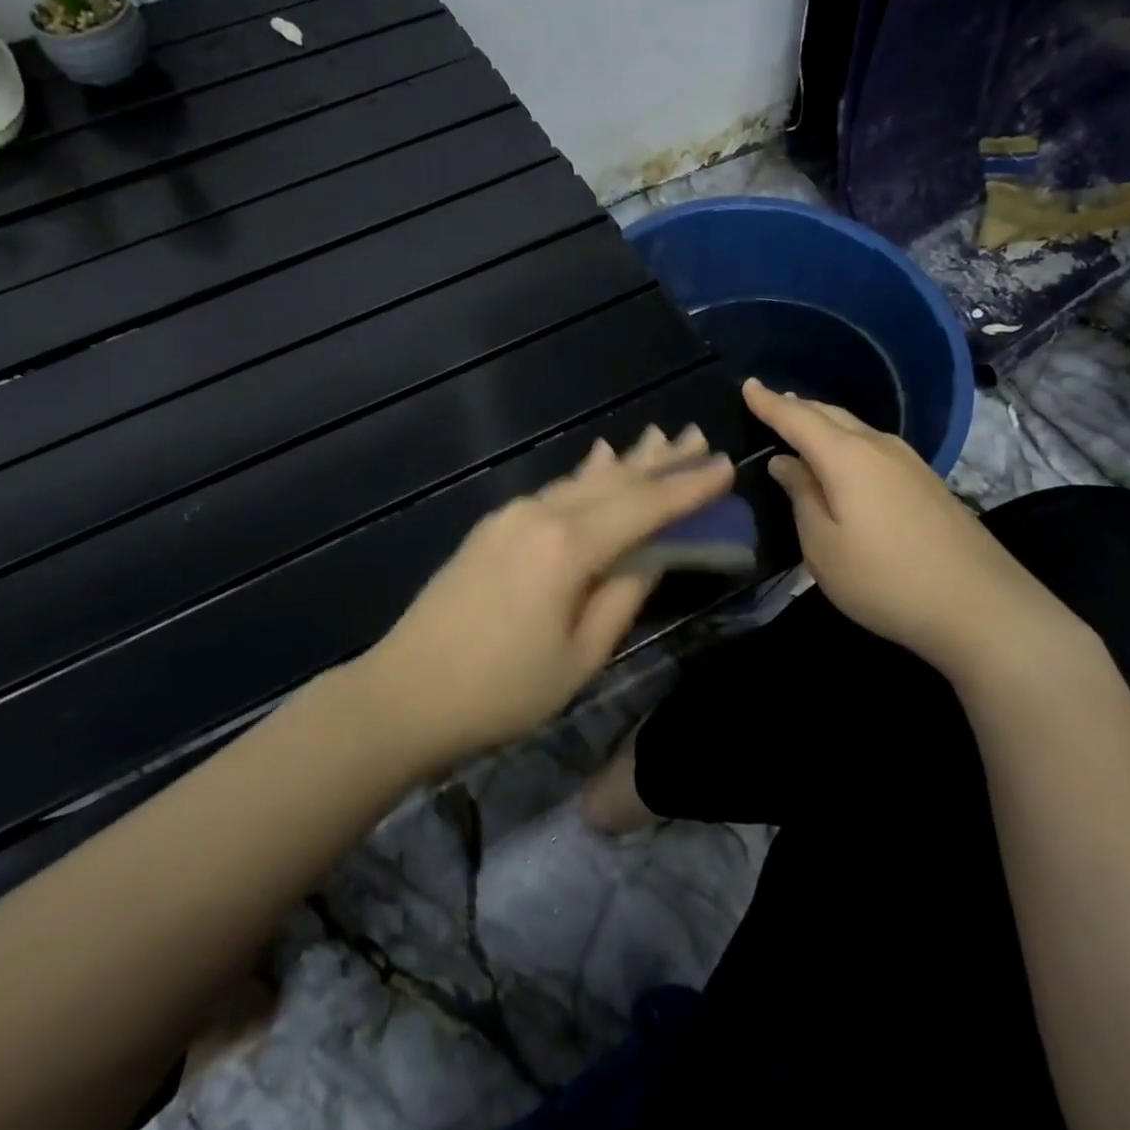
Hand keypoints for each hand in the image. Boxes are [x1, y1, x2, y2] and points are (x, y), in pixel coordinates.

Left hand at [356, 424, 733, 766]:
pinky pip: (552, 492)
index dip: (688, 486)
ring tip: (659, 440)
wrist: (403, 694)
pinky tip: (597, 461)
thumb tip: (654, 552)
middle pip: (613, 481)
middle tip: (698, 435)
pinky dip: (585, 477)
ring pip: (581, 481)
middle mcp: (540, 515)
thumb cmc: (501, 691)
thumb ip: (623, 596)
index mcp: (568, 546)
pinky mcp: (491, 529)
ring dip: (624, 463)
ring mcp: (510, 517)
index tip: (726, 464)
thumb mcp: (580, 656)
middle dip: (659, 461)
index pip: (644, 506)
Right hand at [744, 379, 1082, 684]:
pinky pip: (874, 446)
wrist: (980, 607)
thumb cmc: (884, 579)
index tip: (747, 385)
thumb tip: (786, 463)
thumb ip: (801, 497)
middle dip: (797, 407)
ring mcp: (909, 463)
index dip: (769, 403)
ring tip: (801, 424)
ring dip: (824, 422)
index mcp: (846, 457)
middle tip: (770, 402)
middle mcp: (879, 447)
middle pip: (830, 414)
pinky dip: (846, 442)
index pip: (797, 418)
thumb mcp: (823, 546)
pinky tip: (843, 458)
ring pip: (855, 428)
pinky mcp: (927, 482)